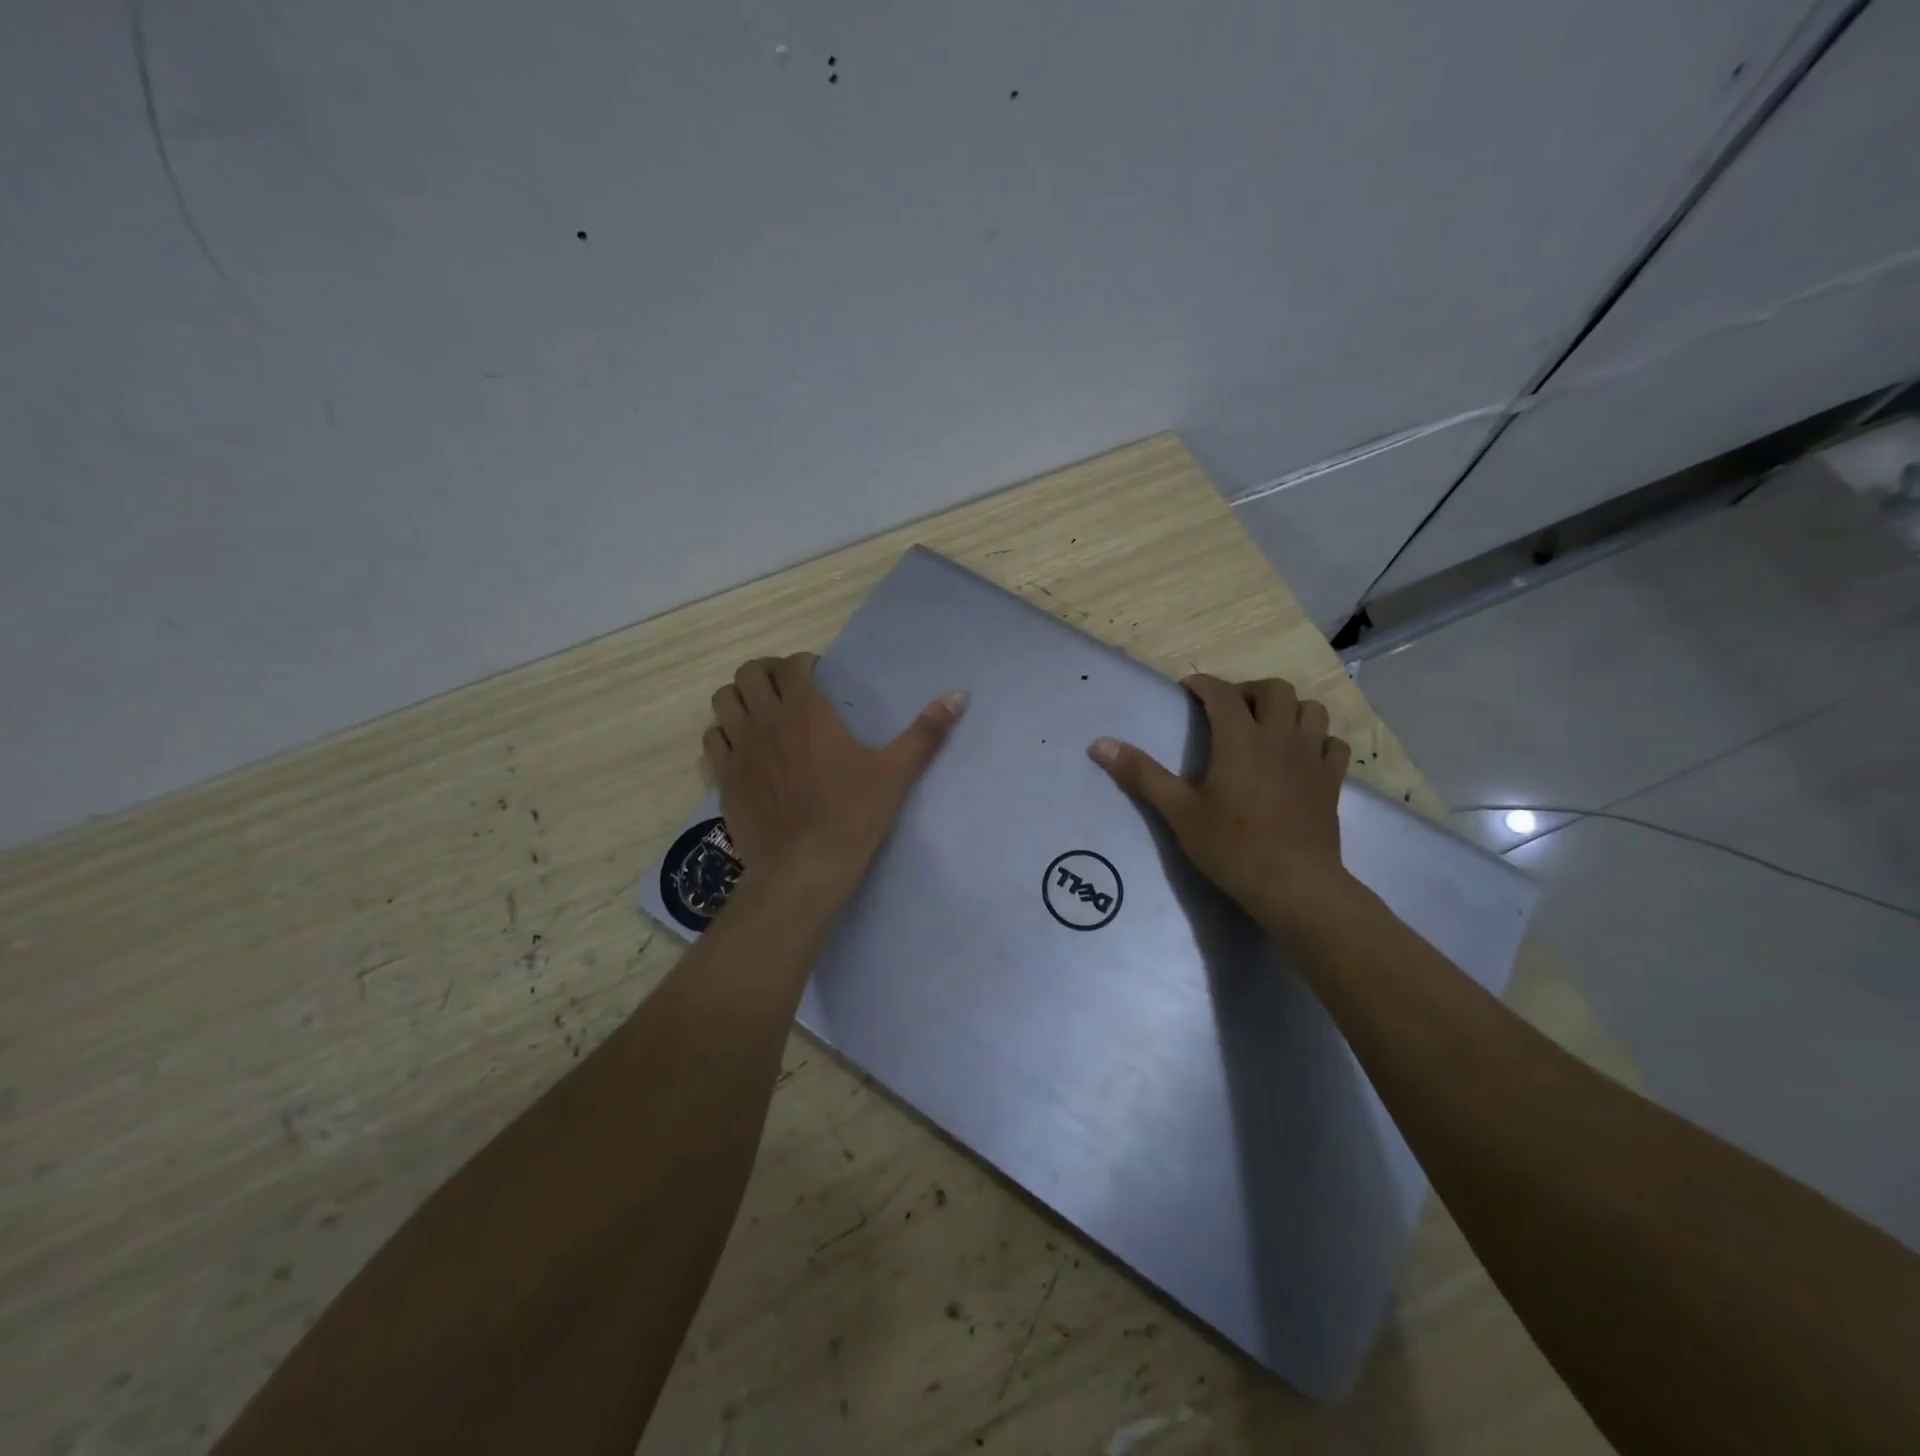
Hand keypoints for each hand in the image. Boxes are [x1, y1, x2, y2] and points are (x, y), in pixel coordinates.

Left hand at [705, 654, 965, 892]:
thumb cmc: (853, 815)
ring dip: (741, 699)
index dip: (802, 664)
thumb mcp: (896, 772)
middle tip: (787, 691)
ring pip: (724, 700)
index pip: (791, 665)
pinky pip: (713, 738)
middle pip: (749, 673)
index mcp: (807, 711)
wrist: (804, 868)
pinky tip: (744, 749)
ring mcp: (739, 748)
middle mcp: (766, 720)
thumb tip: (959, 695)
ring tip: (761, 715)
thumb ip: (926, 731)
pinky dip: (725, 734)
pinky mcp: (723, 777)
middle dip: (767, 674)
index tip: (817, 677)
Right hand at [1089, 674, 1351, 929]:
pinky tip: (1302, 756)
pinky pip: (1333, 744)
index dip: (1203, 685)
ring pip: (1311, 709)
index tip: (1188, 690)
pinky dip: (1317, 739)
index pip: (1222, 693)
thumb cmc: (1231, 846)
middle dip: (1249, 690)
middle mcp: (1280, 737)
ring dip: (1288, 709)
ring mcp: (1311, 758)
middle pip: (1275, 689)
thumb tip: (1099, 744)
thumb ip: (1141, 774)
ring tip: (1267, 727)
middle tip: (1229, 711)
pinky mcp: (1332, 782)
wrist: (1294, 885)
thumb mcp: (1178, 812)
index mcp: (1240, 739)